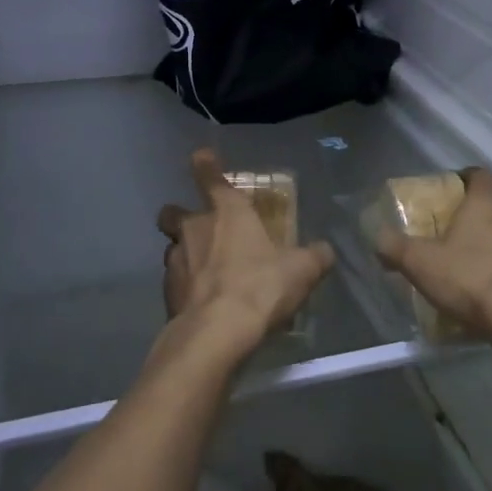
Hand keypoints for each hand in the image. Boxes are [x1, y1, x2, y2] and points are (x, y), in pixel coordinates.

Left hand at [156, 149, 334, 362]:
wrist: (216, 334)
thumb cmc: (260, 287)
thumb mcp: (301, 270)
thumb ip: (314, 256)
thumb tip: (325, 251)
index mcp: (226, 212)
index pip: (209, 176)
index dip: (205, 164)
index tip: (201, 156)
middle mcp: (194, 229)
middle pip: (173, 212)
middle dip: (180, 216)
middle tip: (200, 231)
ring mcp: (175, 261)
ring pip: (172, 248)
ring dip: (185, 255)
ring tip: (207, 275)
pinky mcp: (166, 294)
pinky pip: (174, 282)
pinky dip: (186, 289)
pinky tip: (203, 304)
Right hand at [375, 168, 491, 341]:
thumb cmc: (471, 279)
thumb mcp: (421, 263)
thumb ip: (395, 247)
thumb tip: (377, 236)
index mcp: (486, 205)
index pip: (481, 176)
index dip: (465, 178)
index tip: (450, 190)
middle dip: (473, 219)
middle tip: (451, 235)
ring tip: (469, 268)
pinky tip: (489, 294)